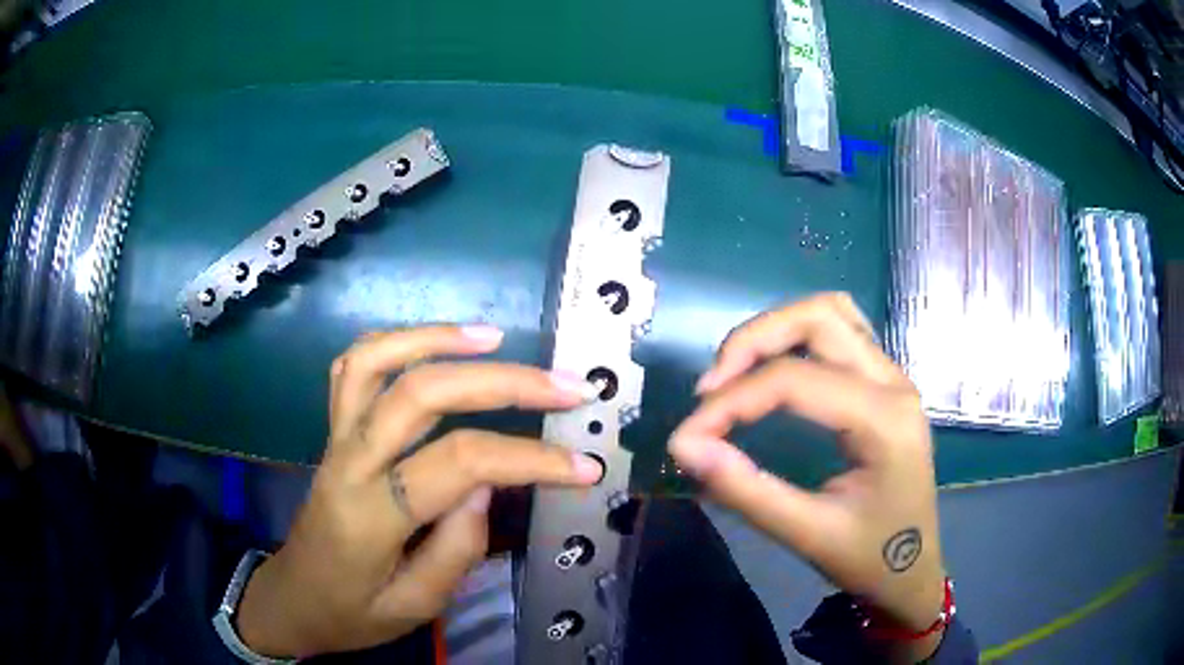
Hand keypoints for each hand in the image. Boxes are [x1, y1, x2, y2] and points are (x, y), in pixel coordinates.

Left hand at [236, 325, 603, 657]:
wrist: (293, 599)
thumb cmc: (352, 613)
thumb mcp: (414, 608)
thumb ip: (456, 549)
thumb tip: (489, 483)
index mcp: (371, 516)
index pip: (459, 463)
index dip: (529, 459)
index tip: (584, 467)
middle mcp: (349, 462)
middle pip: (422, 394)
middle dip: (503, 382)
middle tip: (565, 386)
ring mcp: (335, 438)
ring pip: (376, 360)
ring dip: (438, 338)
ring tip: (497, 337)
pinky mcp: (332, 431)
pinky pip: (352, 367)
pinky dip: (395, 342)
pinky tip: (435, 344)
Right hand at [669, 294, 945, 658]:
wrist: (913, 569)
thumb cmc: (869, 558)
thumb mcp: (807, 534)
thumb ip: (745, 490)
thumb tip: (684, 446)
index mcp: (884, 420)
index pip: (795, 381)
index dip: (730, 402)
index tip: (686, 437)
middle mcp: (894, 382)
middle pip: (817, 318)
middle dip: (752, 342)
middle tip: (709, 390)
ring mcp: (894, 376)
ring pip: (831, 312)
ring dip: (776, 330)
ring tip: (735, 374)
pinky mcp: (885, 382)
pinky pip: (841, 330)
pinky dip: (797, 337)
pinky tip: (773, 368)